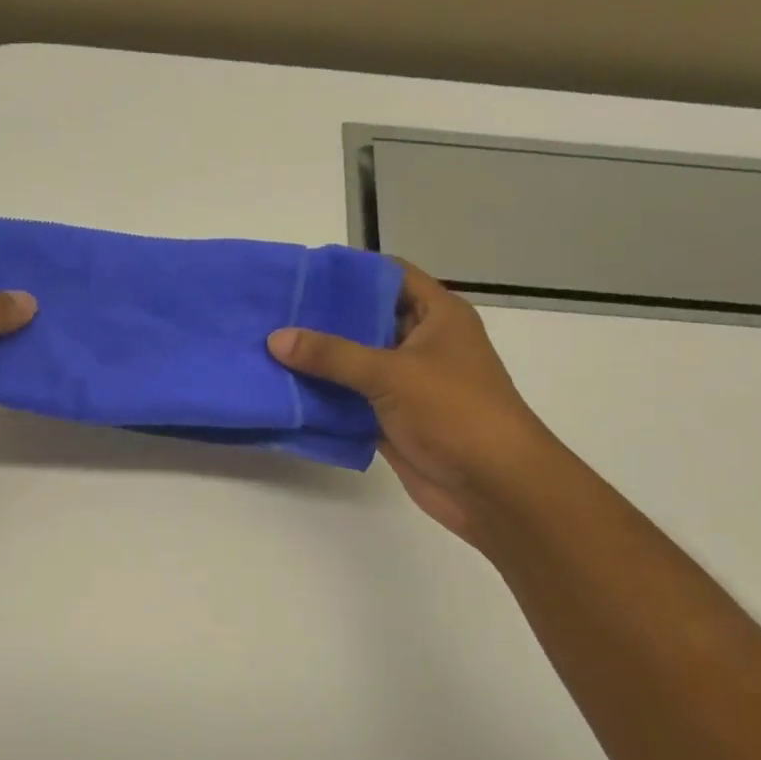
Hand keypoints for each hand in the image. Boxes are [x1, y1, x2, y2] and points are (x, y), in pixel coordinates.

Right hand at [268, 263, 557, 545]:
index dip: (350, 271)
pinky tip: (283, 389)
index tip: (303, 273)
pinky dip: (323, 397)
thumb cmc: (455, 412)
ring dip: (318, 360)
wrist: (493, 487)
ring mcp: (406, 383)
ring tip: (267, 346)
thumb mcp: (392, 373)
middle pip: (366, 320)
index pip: (390, 277)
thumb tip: (276, 338)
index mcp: (437, 316)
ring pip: (354, 363)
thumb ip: (332, 354)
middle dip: (322, 318)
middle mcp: (421, 343)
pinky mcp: (391, 419)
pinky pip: (350, 400)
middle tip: (273, 311)